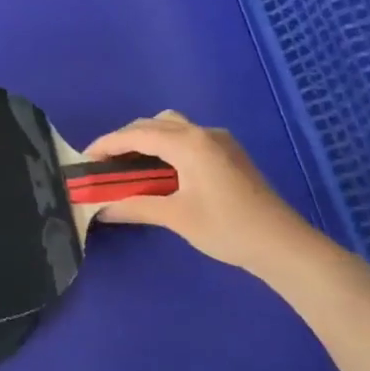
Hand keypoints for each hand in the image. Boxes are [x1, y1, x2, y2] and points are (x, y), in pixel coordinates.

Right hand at [85, 110, 319, 273]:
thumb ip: (134, 206)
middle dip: (124, 140)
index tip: (84, 159)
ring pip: (172, 126)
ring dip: (146, 139)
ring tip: (129, 165)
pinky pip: (187, 137)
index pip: (136, 134)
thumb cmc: (228, 228)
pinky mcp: (230, 153)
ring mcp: (220, 141)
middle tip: (104, 164)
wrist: (285, 246)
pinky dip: (165, 145)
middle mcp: (203, 133)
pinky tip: (162, 169)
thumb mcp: (176, 217)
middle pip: (152, 124)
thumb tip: (100, 208)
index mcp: (188, 143)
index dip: (106, 144)